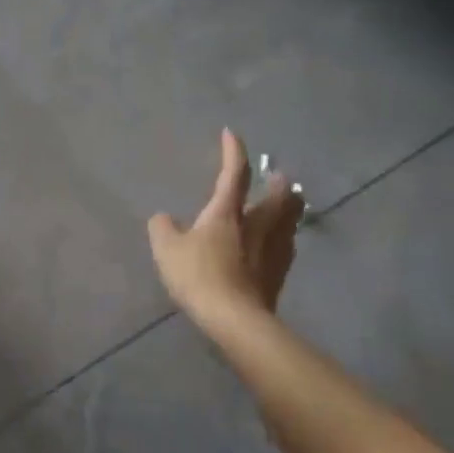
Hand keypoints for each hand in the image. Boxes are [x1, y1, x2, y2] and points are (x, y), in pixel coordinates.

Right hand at [148, 129, 304, 329]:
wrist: (236, 319)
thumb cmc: (199, 276)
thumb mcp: (167, 250)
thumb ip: (163, 229)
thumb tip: (163, 218)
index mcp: (228, 212)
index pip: (234, 172)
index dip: (233, 151)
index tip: (231, 133)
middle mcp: (257, 224)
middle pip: (279, 196)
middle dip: (279, 183)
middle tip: (278, 176)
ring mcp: (274, 249)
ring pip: (290, 220)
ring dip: (290, 208)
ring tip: (287, 206)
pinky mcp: (280, 274)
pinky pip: (287, 246)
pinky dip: (285, 237)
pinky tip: (281, 244)